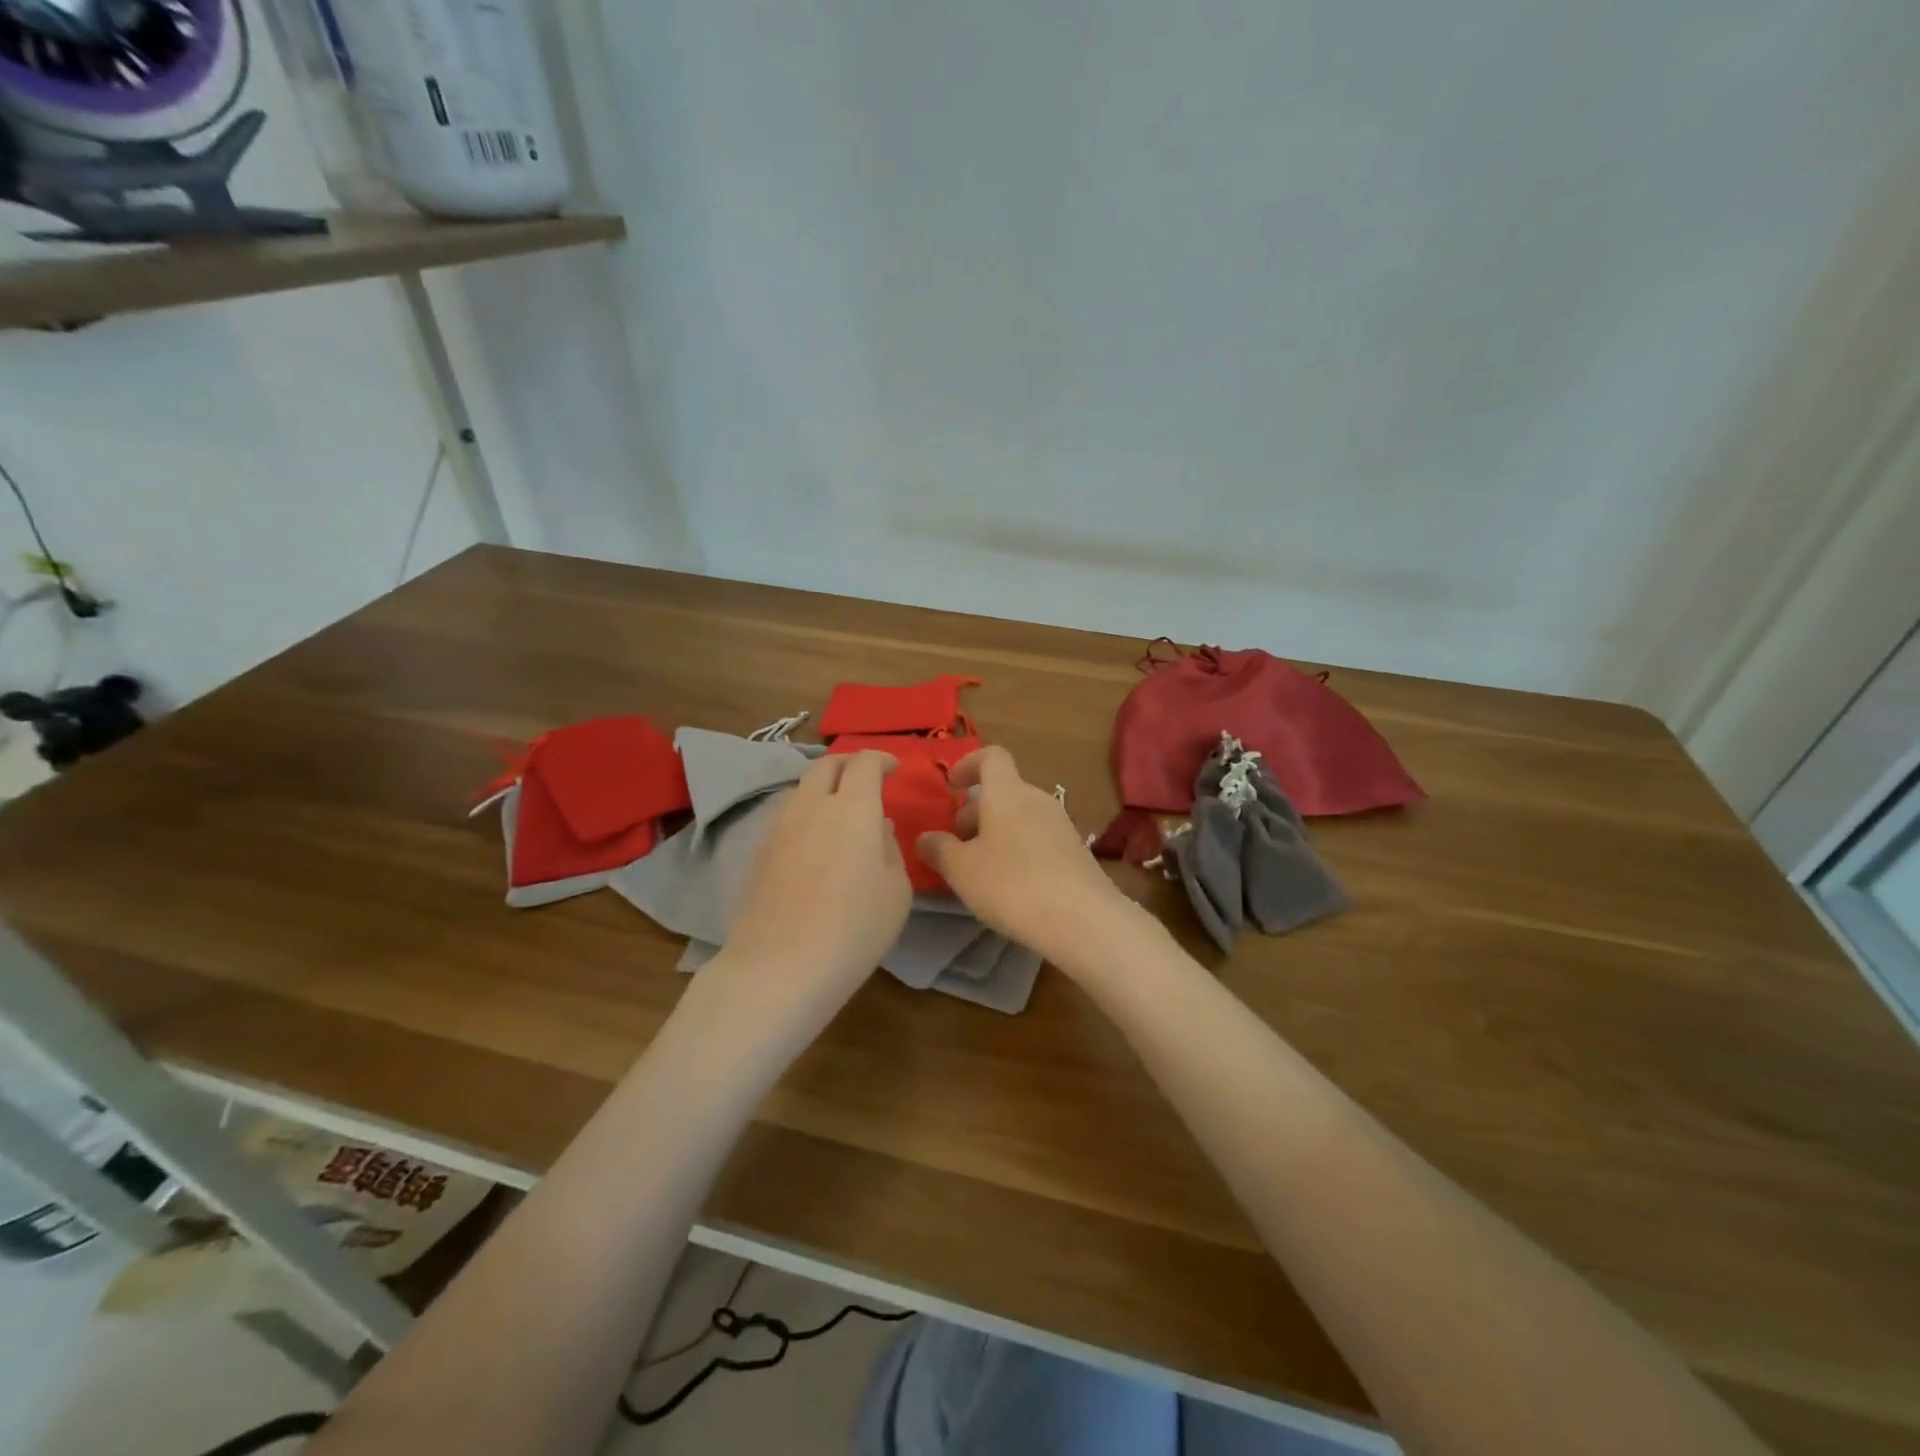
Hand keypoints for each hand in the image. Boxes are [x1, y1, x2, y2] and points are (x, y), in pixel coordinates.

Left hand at [712, 751, 912, 1031]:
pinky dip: (807, 816)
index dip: (880, 759)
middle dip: (848, 764)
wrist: (779, 968)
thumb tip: (877, 829)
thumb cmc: (854, 928)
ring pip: (802, 790)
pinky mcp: (760, 853)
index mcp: (853, 807)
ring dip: (824, 790)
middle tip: (866, 781)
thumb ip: (890, 849)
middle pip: (825, 765)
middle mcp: (812, 806)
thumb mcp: (896, 890)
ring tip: (841, 814)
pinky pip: (788, 818)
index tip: (894, 769)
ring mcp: (780, 828)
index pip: (863, 763)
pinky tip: (816, 845)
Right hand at [916, 746, 1137, 966]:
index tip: (951, 787)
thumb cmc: (1011, 884)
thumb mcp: (961, 869)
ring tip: (979, 870)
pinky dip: (1017, 850)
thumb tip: (925, 837)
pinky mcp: (1075, 852)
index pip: (991, 757)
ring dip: (995, 834)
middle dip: (975, 812)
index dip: (968, 765)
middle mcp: (1036, 799)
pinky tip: (1010, 886)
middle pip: (1002, 791)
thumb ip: (939, 849)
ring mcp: (1060, 825)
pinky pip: (1037, 838)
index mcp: (1007, 792)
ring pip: (1019, 816)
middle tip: (956, 846)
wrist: (1082, 919)